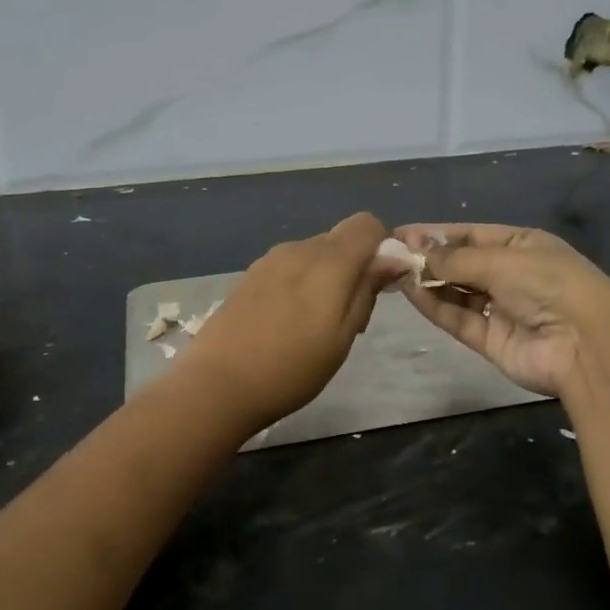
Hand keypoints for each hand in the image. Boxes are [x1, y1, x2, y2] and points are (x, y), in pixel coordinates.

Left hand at [176, 212, 390, 429]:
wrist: (218, 385)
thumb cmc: (292, 368)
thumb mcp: (343, 336)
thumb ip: (367, 290)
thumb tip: (392, 258)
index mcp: (328, 260)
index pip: (367, 224)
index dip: (382, 246)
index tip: (382, 283)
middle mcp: (298, 248)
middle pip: (339, 240)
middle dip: (354, 267)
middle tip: (350, 317)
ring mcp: (269, 260)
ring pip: (313, 255)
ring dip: (325, 278)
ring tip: (316, 326)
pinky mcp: (248, 276)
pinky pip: (288, 268)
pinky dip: (300, 284)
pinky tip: (287, 324)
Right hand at [394, 223, 609, 397]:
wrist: (586, 345)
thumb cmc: (548, 284)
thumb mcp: (501, 261)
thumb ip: (455, 259)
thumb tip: (417, 252)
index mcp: (522, 246)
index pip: (471, 235)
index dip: (436, 233)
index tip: (400, 234)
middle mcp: (511, 275)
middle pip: (461, 264)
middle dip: (428, 258)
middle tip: (390, 255)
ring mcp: (501, 309)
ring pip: (456, 292)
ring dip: (428, 282)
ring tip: (393, 272)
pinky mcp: (491, 340)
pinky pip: (458, 318)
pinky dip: (435, 306)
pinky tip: (411, 292)